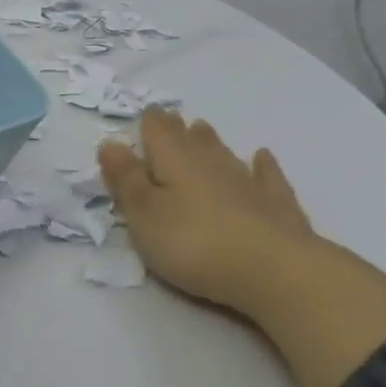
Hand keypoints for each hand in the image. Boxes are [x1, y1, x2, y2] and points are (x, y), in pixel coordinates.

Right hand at [97, 109, 313, 321]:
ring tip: (202, 130)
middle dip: (177, 129)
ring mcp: (247, 181)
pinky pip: (266, 175)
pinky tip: (262, 158)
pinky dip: (262, 165)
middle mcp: (210, 162)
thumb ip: (126, 180)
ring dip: (211, 141)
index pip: (157, 130)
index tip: (144, 116)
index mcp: (174, 161)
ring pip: (224, 153)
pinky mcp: (276, 204)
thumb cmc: (194, 243)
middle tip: (170, 122)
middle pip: (190, 138)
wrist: (274, 270)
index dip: (148, 123)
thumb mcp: (144, 216)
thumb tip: (110, 143)